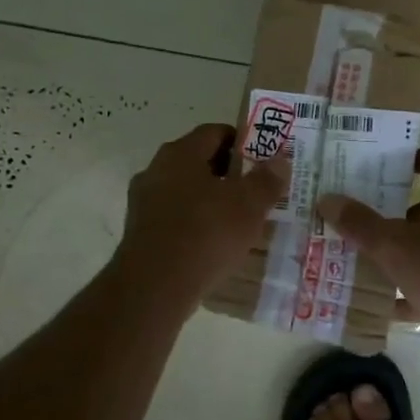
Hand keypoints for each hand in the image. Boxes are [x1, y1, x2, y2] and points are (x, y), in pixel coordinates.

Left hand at [114, 123, 286, 297]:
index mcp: (180, 153)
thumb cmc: (205, 234)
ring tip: (239, 220)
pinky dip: (195, 223)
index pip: (214, 132)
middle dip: (228, 173)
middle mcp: (156, 170)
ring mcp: (143, 203)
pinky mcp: (140, 233)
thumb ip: (266, 180)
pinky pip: (175, 218)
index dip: (241, 142)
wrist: (154, 287)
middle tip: (255, 190)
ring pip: (186, 191)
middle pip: (198, 161)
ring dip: (211, 200)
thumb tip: (280, 160)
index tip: (263, 160)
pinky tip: (214, 244)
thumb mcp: (248, 205)